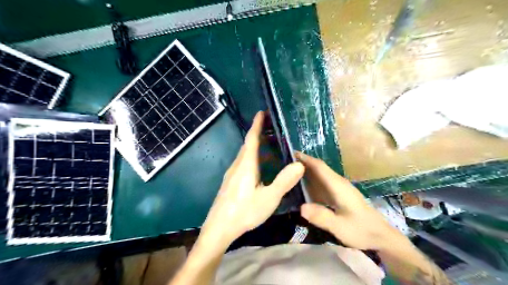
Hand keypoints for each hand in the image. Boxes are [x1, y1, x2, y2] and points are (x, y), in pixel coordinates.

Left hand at [199, 112, 302, 249]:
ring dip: (255, 146)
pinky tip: (259, 167)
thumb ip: (284, 181)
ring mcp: (231, 174)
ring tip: (268, 145)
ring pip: (244, 155)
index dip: (257, 125)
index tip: (261, 112)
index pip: (252, 139)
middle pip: (247, 145)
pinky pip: (242, 163)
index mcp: (246, 165)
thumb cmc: (244, 212)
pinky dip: (252, 157)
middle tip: (271, 128)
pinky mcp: (230, 182)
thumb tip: (299, 164)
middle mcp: (237, 165)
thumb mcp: (268, 198)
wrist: (219, 228)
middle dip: (258, 133)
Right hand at [297, 152, 402, 250]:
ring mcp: (341, 188)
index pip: (320, 167)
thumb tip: (301, 207)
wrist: (381, 236)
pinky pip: (324, 183)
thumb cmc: (361, 231)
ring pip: (322, 175)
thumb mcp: (340, 227)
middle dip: (305, 163)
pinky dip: (313, 180)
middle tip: (286, 163)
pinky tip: (306, 186)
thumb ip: (322, 217)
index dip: (307, 159)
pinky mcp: (341, 194)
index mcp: (338, 186)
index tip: (292, 153)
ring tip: (292, 172)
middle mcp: (339, 183)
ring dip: (308, 171)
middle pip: (320, 169)